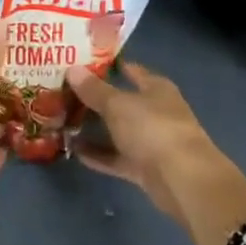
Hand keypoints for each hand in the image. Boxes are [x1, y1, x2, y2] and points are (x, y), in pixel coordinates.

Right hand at [67, 61, 218, 223]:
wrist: (183, 180)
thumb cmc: (153, 129)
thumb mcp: (118, 105)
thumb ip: (94, 89)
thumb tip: (72, 69)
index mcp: (156, 88)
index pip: (131, 70)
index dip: (108, 66)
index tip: (81, 63)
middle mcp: (155, 112)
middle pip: (121, 101)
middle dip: (94, 99)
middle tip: (63, 93)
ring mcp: (151, 142)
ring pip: (118, 131)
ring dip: (94, 129)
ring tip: (63, 121)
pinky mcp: (145, 168)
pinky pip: (116, 158)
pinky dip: (98, 155)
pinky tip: (74, 151)